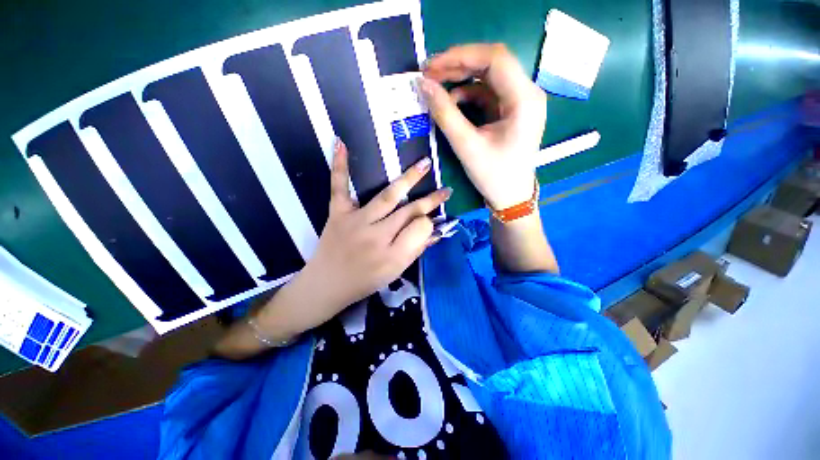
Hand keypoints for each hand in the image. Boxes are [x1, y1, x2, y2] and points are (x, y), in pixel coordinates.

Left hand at [278, 139, 451, 333]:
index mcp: (392, 256)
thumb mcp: (395, 272)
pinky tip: (342, 144)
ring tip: (425, 164)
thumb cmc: (364, 282)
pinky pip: (339, 187)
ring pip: (387, 197)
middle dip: (430, 201)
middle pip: (408, 212)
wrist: (326, 285)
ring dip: (409, 179)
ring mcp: (355, 221)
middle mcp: (376, 236)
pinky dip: (340, 166)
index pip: (420, 230)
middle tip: (446, 190)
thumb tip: (436, 231)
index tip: (431, 221)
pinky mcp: (337, 213)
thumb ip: (416, 250)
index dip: (429, 223)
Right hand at [418, 43, 545, 209]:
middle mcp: (527, 93)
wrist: (510, 197)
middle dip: (458, 65)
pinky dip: (467, 96)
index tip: (431, 66)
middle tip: (428, 73)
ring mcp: (519, 102)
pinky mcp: (510, 112)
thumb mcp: (467, 146)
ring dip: (461, 80)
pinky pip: (487, 94)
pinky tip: (452, 104)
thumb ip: (445, 114)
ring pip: (488, 78)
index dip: (460, 56)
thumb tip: (423, 85)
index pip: (494, 59)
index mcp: (524, 99)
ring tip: (435, 88)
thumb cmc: (493, 176)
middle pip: (491, 64)